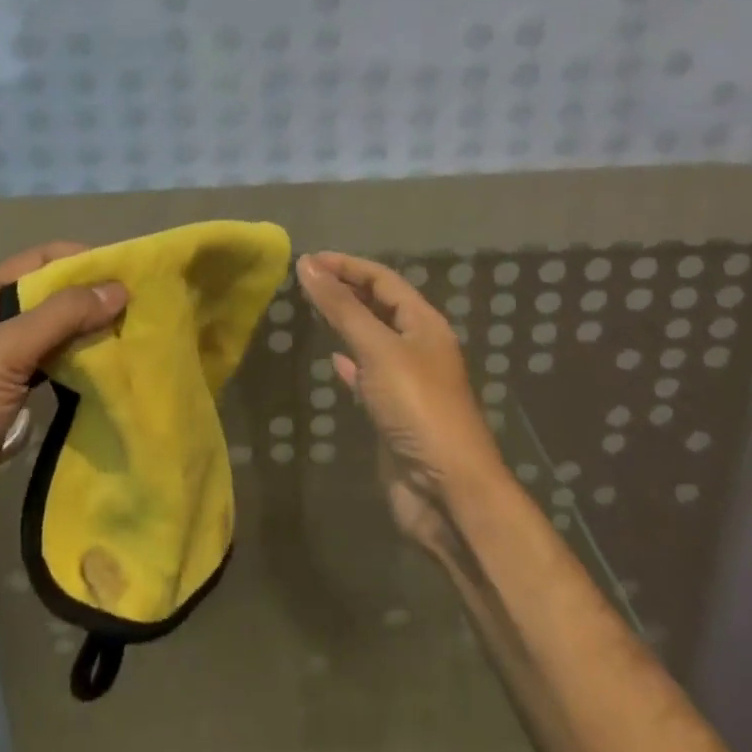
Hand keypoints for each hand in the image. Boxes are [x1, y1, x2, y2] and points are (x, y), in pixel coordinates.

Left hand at [0, 243, 125, 564]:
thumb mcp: (7, 352)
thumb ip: (62, 316)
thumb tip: (119, 288)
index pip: (40, 260)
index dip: (82, 260)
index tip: (129, 271)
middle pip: (50, 296)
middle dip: (91, 298)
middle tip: (141, 306)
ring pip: (54, 334)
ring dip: (88, 333)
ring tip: (134, 334)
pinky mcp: (9, 398)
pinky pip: (52, 369)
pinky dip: (79, 365)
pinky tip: (109, 369)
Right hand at [296, 251, 505, 557]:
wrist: (447, 491)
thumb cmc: (418, 407)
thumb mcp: (378, 349)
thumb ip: (341, 307)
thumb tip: (307, 264)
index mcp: (424, 323)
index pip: (383, 279)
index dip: (347, 265)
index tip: (308, 260)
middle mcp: (419, 346)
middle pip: (379, 305)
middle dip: (345, 289)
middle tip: (305, 280)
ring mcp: (407, 381)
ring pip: (372, 339)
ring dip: (345, 322)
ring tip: (312, 309)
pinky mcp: (394, 413)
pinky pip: (368, 375)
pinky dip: (349, 362)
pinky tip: (332, 359)